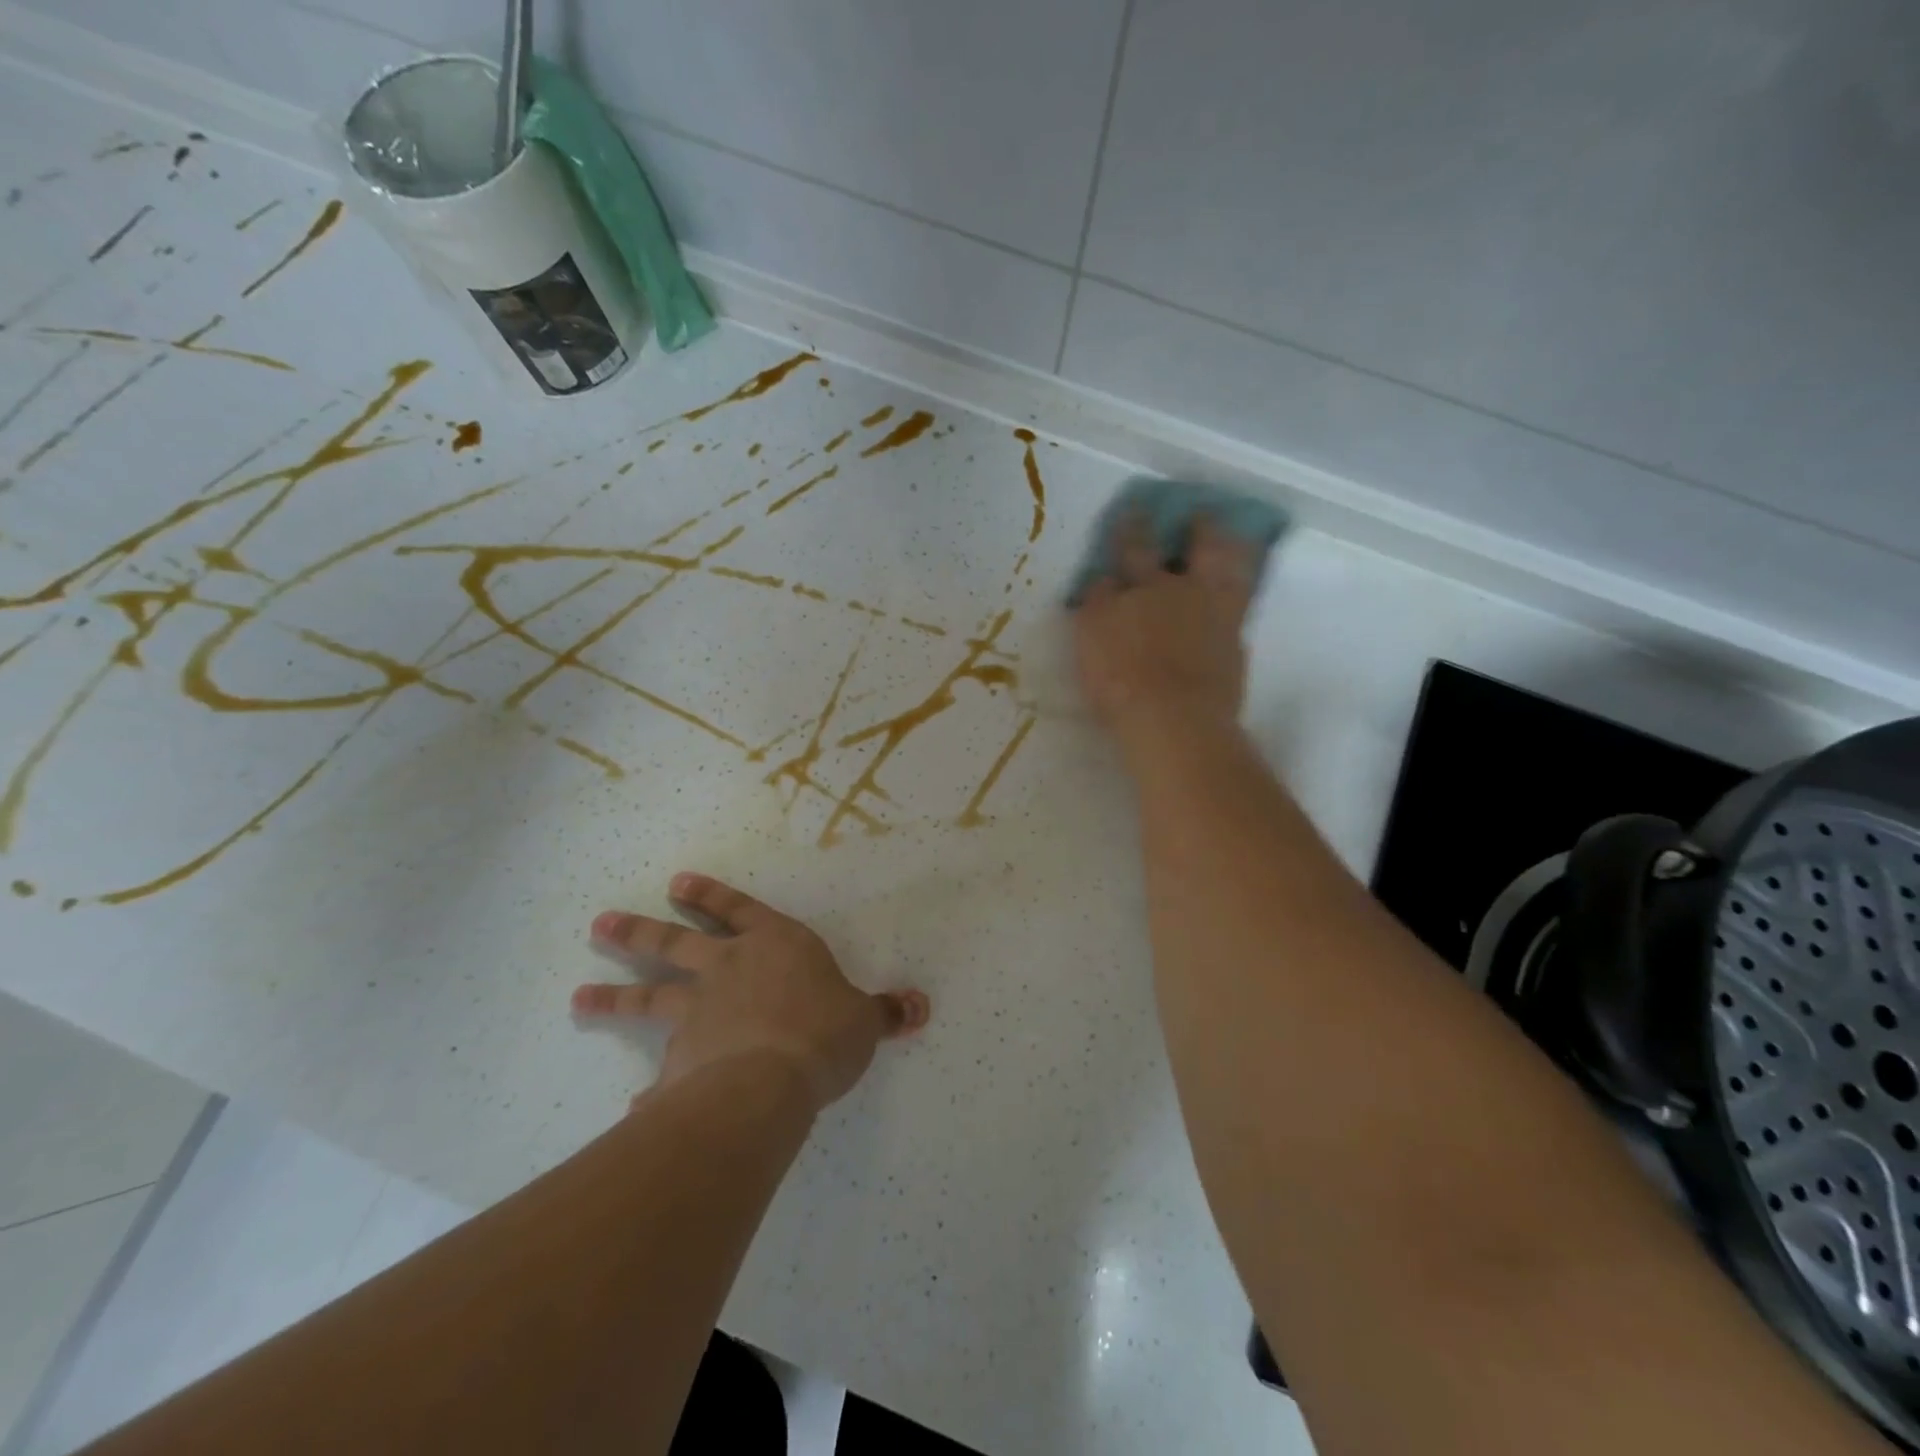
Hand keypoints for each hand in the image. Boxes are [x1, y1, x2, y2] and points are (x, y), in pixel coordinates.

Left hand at [573, 872, 929, 1112]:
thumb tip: (921, 1007)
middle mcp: (727, 970)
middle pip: (674, 944)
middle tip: (600, 925)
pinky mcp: (680, 1060)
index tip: (676, 882)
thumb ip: (885, 1012)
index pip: (739, 910)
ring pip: (648, 998)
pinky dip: (648, 1092)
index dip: (710, 895)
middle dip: (638, 933)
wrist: (772, 1079)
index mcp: (774, 946)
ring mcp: (697, 1012)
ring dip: (614, 997)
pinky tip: (632, 1108)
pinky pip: (660, 1076)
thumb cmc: (823, 1032)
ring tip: (578, 998)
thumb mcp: (864, 1020)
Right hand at [1072, 513, 1258, 737]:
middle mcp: (1182, 591)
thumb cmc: (1120, 681)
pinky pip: (1239, 608)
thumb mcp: (1090, 639)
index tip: (1132, 510)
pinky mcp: (1235, 645)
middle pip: (1195, 549)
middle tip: (1199, 512)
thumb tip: (1103, 581)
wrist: (1174, 719)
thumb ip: (1097, 605)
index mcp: (1142, 587)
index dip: (1130, 529)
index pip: (1133, 549)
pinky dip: (1237, 595)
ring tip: (1229, 539)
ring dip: (1228, 552)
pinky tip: (1236, 594)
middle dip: (1195, 528)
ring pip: (1227, 571)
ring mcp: (1216, 616)